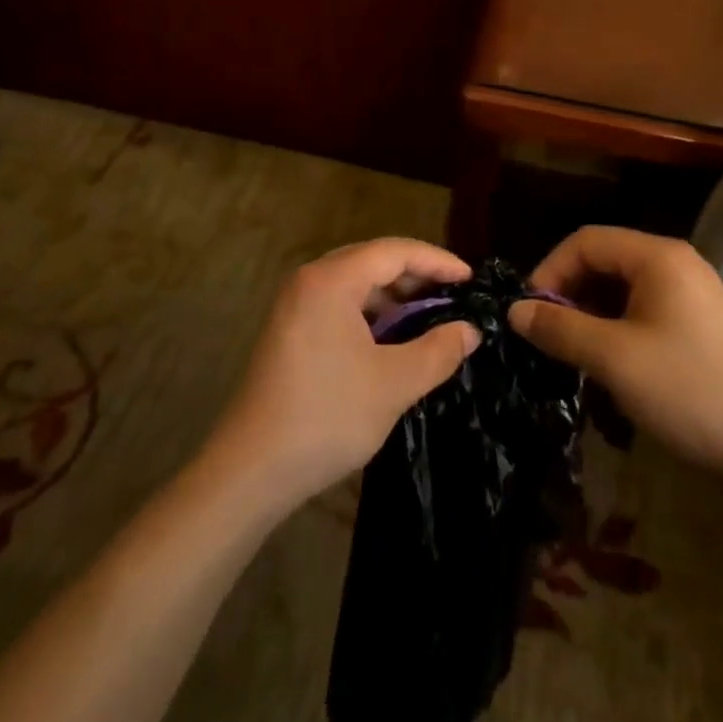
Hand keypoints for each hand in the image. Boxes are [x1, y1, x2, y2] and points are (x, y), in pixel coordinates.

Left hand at [211, 238, 479, 511]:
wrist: (251, 470)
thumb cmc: (327, 416)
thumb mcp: (395, 384)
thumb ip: (438, 350)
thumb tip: (470, 330)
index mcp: (331, 280)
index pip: (395, 251)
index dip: (437, 261)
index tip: (471, 279)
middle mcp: (310, 281)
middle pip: (373, 261)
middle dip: (417, 276)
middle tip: (454, 296)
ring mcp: (295, 305)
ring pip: (356, 284)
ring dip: (394, 296)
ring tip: (430, 316)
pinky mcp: (290, 330)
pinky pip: (340, 305)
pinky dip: (371, 314)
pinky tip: (393, 338)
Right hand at [508, 226, 722, 476]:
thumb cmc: (688, 391)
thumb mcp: (613, 359)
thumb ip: (559, 329)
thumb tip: (514, 311)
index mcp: (658, 257)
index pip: (586, 241)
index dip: (549, 270)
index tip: (528, 312)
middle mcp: (676, 263)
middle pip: (605, 260)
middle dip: (569, 292)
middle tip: (546, 335)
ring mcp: (692, 292)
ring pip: (623, 287)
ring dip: (590, 312)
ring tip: (573, 351)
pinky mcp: (700, 322)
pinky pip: (644, 308)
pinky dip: (616, 326)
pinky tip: (608, 361)